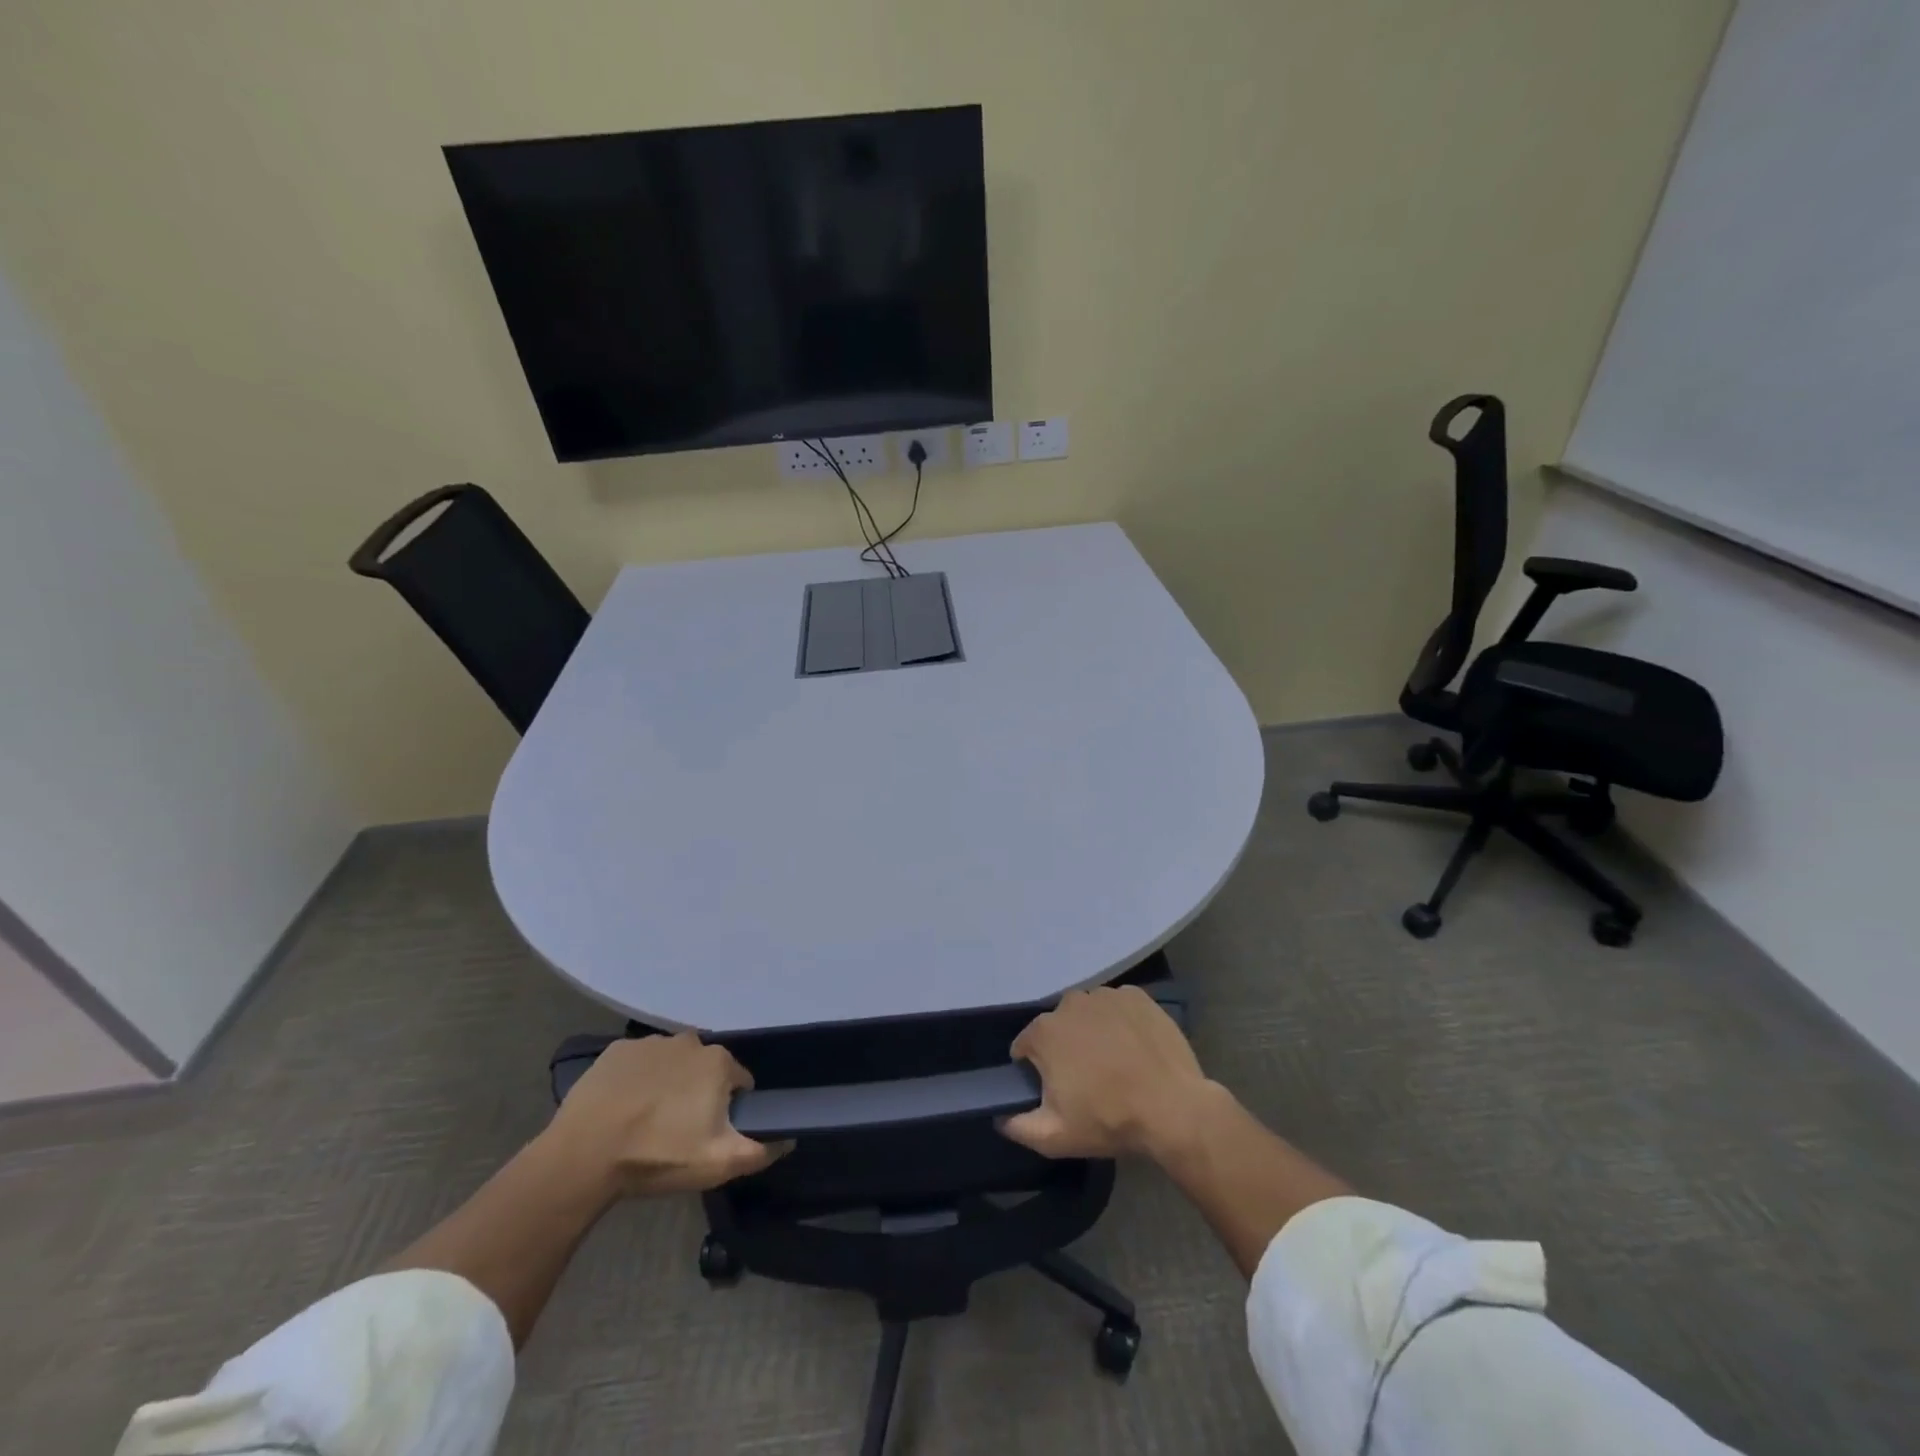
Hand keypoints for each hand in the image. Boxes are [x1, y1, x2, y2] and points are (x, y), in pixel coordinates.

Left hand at [544, 1034, 786, 1195]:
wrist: (584, 1156)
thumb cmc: (658, 1155)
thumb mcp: (718, 1164)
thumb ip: (761, 1150)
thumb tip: (788, 1139)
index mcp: (717, 1062)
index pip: (739, 1081)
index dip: (730, 1107)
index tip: (712, 1132)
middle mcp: (688, 1041)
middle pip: (704, 1068)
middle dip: (699, 1092)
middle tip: (680, 1129)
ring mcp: (649, 1042)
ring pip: (672, 1063)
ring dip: (669, 1083)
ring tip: (649, 1120)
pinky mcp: (616, 1051)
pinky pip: (638, 1063)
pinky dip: (637, 1079)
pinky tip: (624, 1107)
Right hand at [1001, 986, 1217, 1160]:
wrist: (1174, 1109)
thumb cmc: (1109, 1120)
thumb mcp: (1054, 1137)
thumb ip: (1018, 1126)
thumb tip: (1000, 1117)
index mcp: (1045, 1032)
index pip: (1026, 1045)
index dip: (1034, 1068)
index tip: (1054, 1089)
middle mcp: (1070, 1003)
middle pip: (1058, 1026)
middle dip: (1065, 1048)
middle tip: (1086, 1079)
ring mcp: (1106, 996)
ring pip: (1088, 1013)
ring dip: (1092, 1032)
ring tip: (1114, 1062)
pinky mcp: (1136, 996)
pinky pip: (1118, 1007)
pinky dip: (1120, 1022)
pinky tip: (1134, 1047)